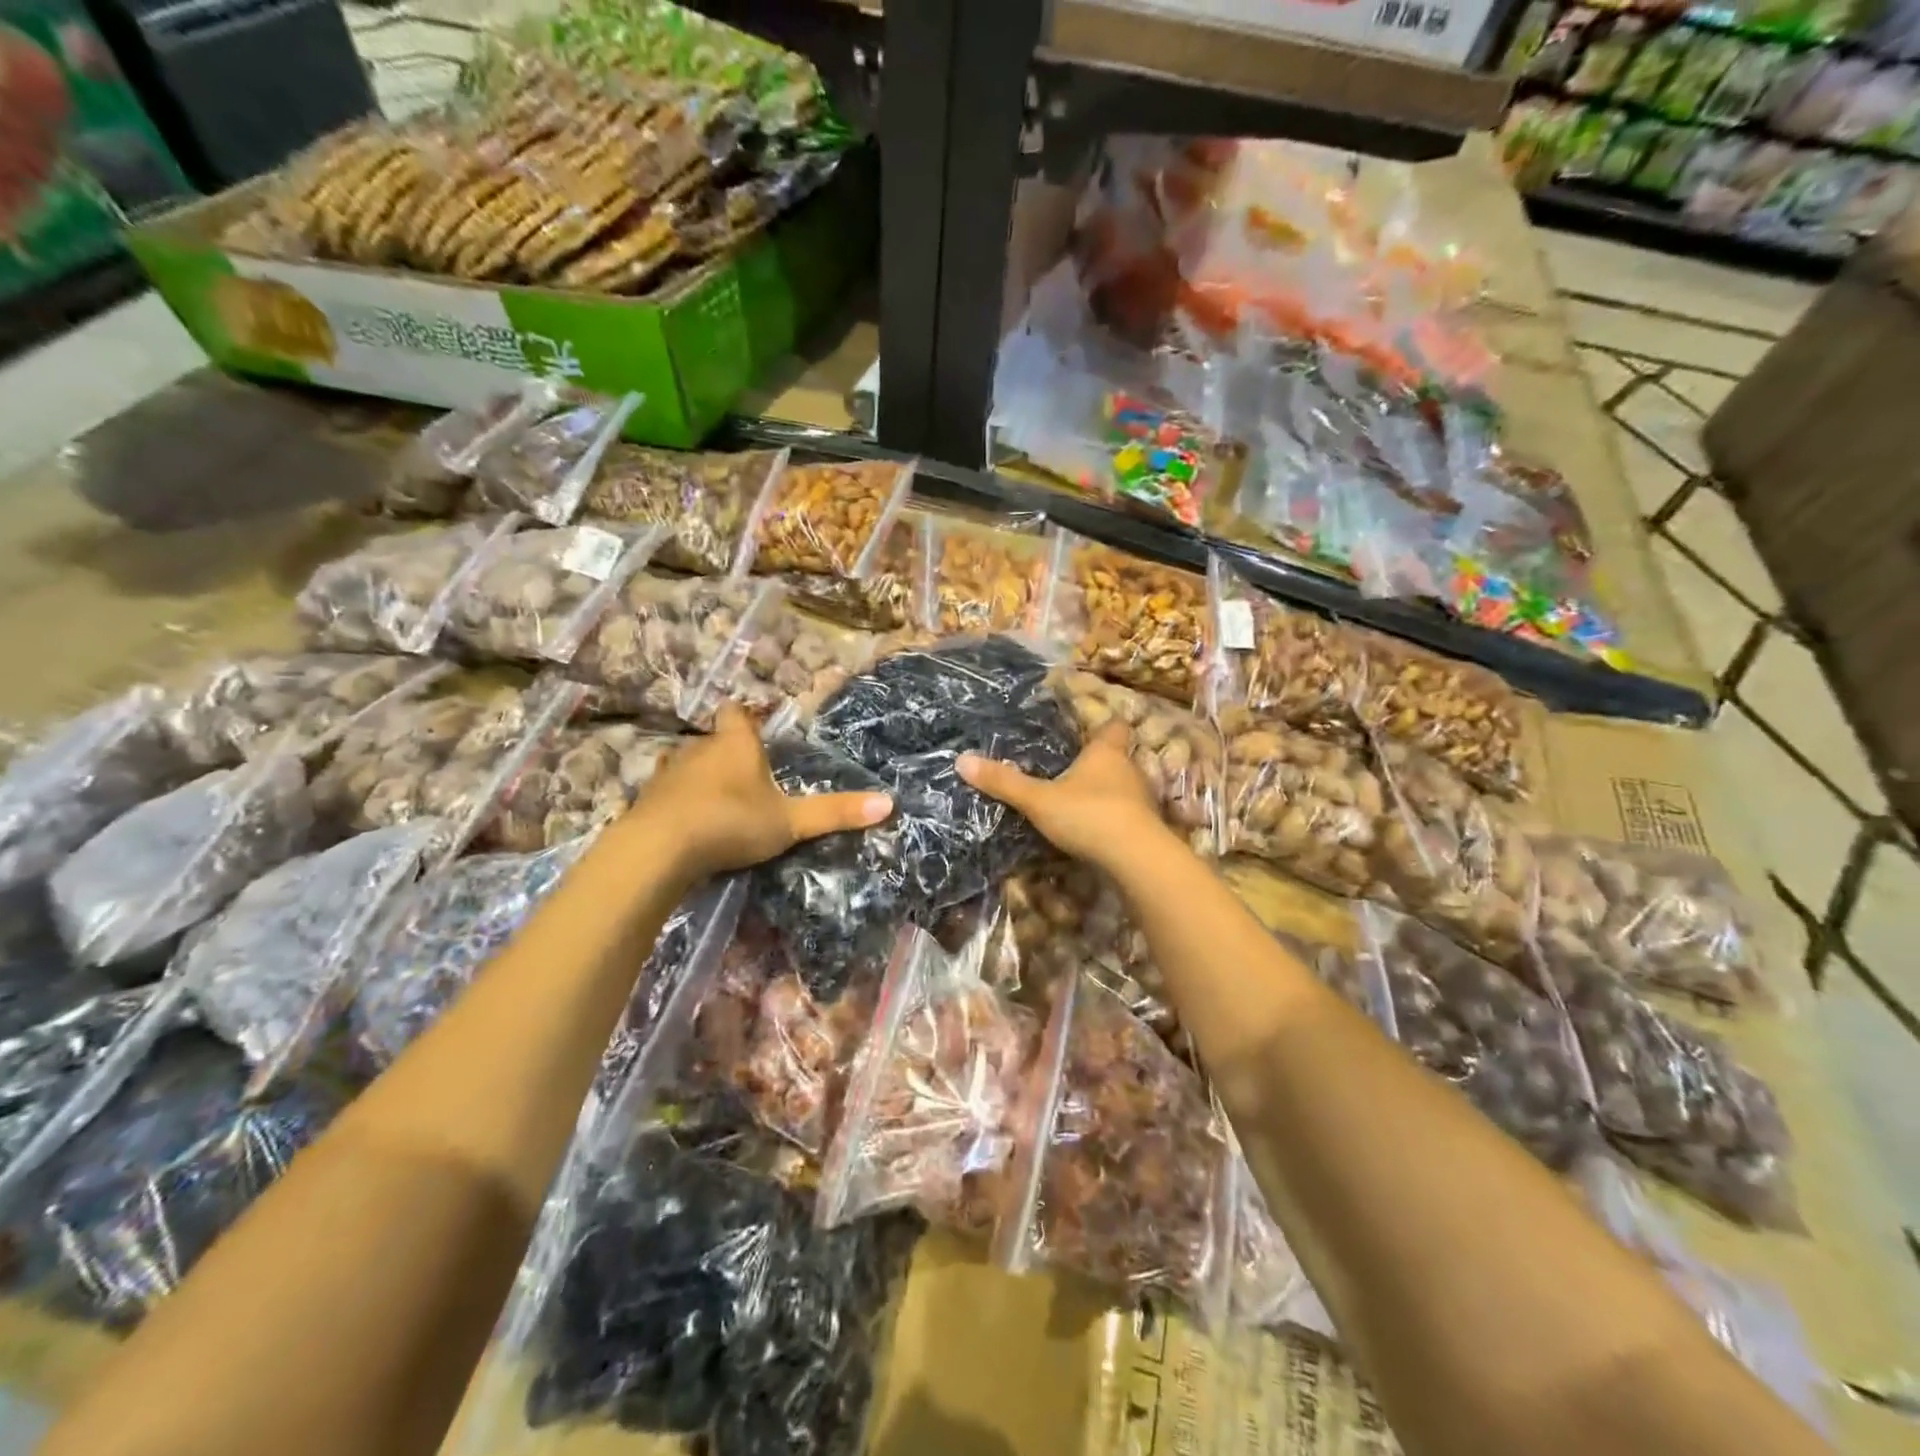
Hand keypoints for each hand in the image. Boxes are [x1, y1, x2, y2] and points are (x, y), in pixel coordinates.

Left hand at [630, 705, 891, 879]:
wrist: (659, 850)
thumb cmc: (731, 822)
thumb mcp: (789, 822)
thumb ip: (835, 812)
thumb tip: (890, 803)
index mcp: (735, 744)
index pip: (736, 712)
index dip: (746, 717)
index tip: (757, 729)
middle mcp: (699, 749)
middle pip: (713, 739)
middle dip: (728, 752)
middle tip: (749, 775)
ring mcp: (668, 774)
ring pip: (687, 764)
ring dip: (701, 777)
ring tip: (720, 800)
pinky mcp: (647, 800)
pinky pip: (667, 793)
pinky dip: (679, 802)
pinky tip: (689, 822)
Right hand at [957, 722, 1165, 868]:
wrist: (1137, 859)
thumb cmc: (1088, 814)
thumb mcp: (1038, 800)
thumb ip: (1004, 782)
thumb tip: (961, 759)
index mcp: (1105, 753)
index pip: (1113, 726)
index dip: (1103, 724)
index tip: (1090, 725)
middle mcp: (1128, 770)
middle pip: (1117, 757)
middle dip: (1098, 762)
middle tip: (1072, 767)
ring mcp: (1141, 800)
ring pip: (1123, 787)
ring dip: (1105, 792)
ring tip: (1078, 800)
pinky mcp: (1145, 828)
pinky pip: (1126, 815)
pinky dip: (1112, 819)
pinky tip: (1094, 830)